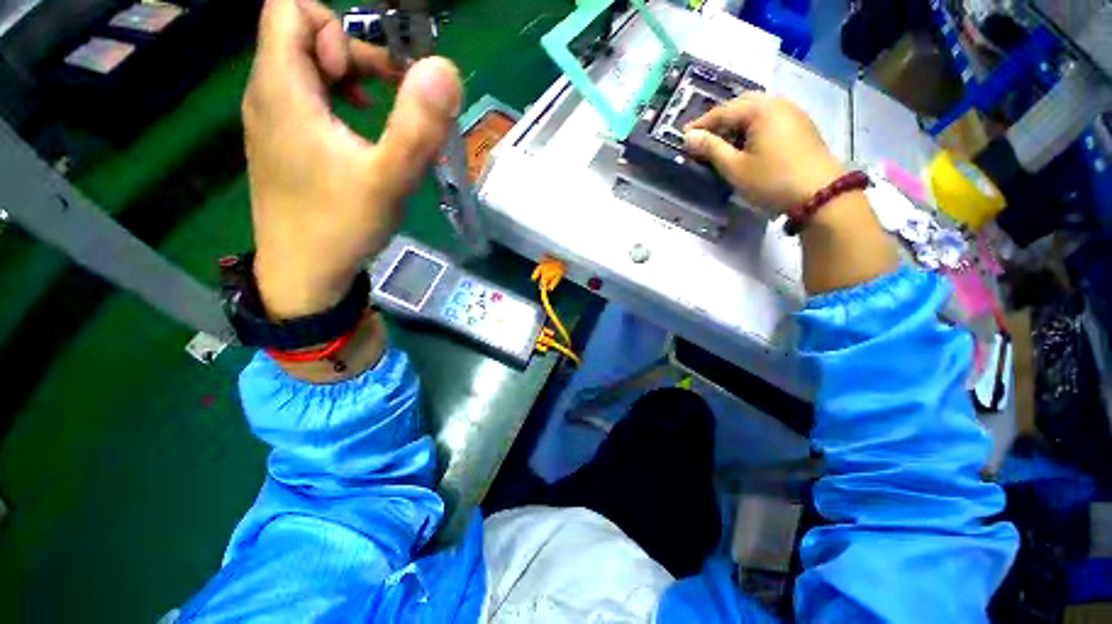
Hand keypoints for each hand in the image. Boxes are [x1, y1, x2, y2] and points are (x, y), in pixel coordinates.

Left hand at [244, 0, 461, 319]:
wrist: (304, 273)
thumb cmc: (342, 225)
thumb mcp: (390, 179)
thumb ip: (418, 125)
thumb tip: (444, 69)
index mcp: (282, 89)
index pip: (289, 7)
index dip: (334, 27)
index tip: (365, 76)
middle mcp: (266, 93)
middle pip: (299, 33)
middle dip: (350, 52)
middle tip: (385, 96)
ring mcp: (270, 119)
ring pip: (302, 66)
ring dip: (346, 78)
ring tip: (377, 115)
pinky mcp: (281, 141)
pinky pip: (303, 96)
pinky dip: (334, 100)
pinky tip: (357, 134)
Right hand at [683, 94, 844, 213]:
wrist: (820, 193)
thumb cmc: (771, 180)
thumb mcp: (735, 167)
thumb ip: (711, 149)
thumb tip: (689, 137)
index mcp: (760, 109)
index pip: (723, 111)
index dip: (701, 124)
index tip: (683, 136)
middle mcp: (777, 103)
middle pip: (741, 105)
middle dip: (719, 119)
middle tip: (703, 136)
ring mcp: (792, 113)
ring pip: (757, 111)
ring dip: (736, 123)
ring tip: (721, 141)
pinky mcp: (801, 126)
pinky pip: (769, 118)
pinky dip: (752, 127)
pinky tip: (746, 143)